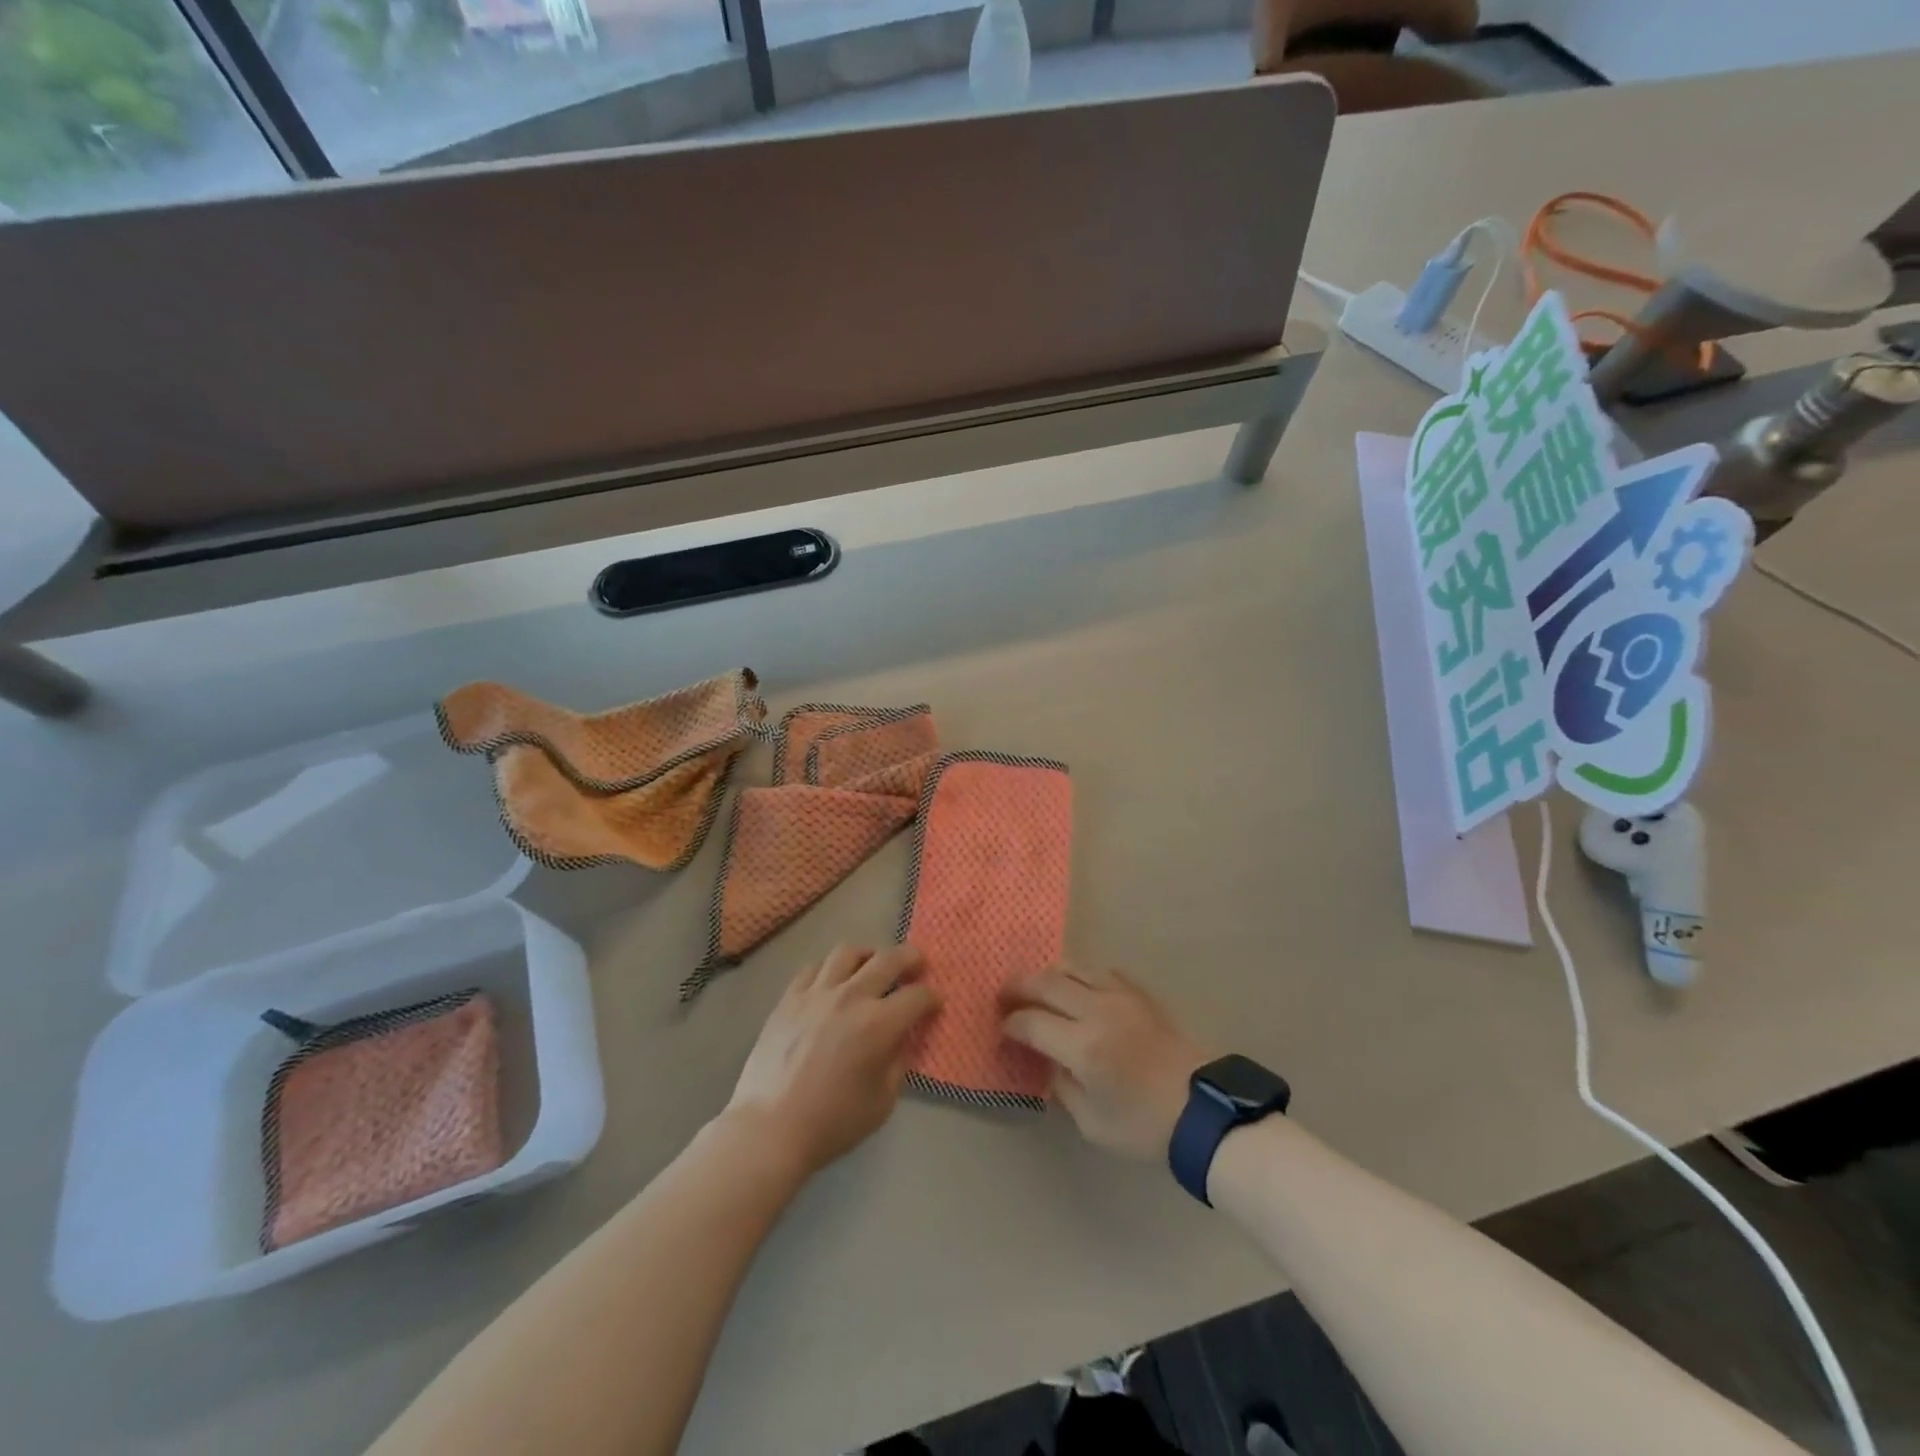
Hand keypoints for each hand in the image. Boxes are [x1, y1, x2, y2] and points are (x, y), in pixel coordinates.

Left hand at [726, 944, 940, 1177]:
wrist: (770, 1129)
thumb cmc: (832, 1122)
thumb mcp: (882, 1101)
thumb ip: (898, 1061)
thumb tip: (902, 1037)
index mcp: (878, 1024)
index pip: (917, 996)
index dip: (931, 997)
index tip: (934, 1003)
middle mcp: (850, 997)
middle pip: (888, 959)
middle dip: (910, 958)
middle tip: (917, 964)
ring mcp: (816, 993)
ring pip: (848, 952)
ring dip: (868, 955)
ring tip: (873, 965)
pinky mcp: (789, 998)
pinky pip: (814, 968)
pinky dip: (830, 969)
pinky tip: (833, 981)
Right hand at [1002, 963, 1210, 1158]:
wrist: (1203, 1109)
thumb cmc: (1144, 1125)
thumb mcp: (1091, 1122)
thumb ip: (1061, 1085)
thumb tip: (1046, 1060)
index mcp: (1082, 1046)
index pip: (1030, 1022)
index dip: (1010, 1024)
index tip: (1003, 1030)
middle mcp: (1097, 1010)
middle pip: (1045, 982)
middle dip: (1018, 987)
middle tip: (1004, 996)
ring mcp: (1120, 995)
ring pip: (1072, 967)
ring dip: (1047, 975)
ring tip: (1036, 988)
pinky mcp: (1140, 992)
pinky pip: (1101, 971)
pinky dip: (1081, 976)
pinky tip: (1078, 989)